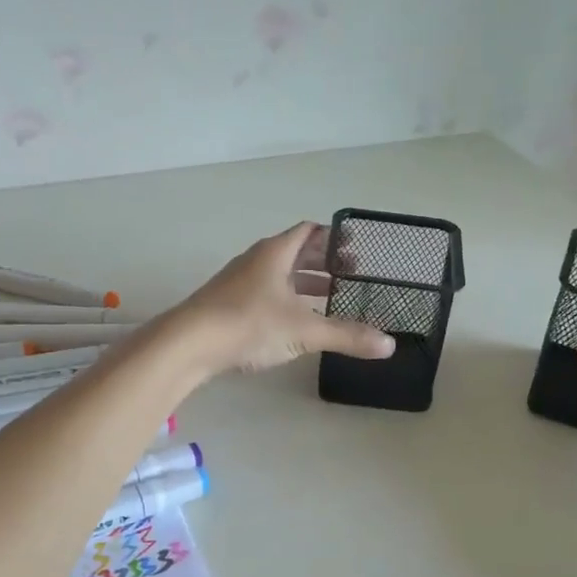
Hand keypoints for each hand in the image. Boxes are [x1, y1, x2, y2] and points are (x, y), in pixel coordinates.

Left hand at [170, 223, 396, 374]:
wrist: (188, 343)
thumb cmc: (249, 323)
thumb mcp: (304, 330)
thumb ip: (347, 336)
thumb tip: (388, 345)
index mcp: (275, 252)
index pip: (309, 231)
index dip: (334, 237)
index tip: (356, 249)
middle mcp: (256, 260)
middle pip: (295, 252)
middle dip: (323, 262)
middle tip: (351, 275)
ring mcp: (239, 282)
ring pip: (280, 274)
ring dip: (304, 283)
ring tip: (330, 297)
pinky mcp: (228, 304)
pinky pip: (266, 293)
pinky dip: (286, 299)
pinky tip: (296, 320)